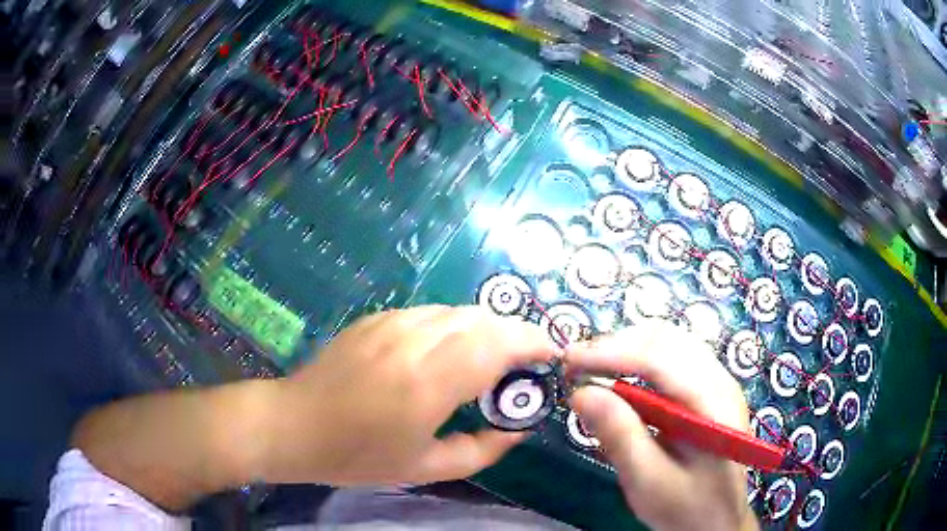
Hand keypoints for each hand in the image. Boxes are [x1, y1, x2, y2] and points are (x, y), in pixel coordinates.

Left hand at [260, 305, 558, 486]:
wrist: (294, 425)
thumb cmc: (357, 456)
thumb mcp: (426, 468)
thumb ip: (482, 450)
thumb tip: (518, 430)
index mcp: (427, 383)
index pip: (497, 343)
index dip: (533, 342)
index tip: (552, 354)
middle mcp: (413, 342)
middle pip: (483, 319)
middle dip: (515, 334)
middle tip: (524, 363)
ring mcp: (391, 323)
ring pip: (457, 311)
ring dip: (485, 329)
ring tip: (489, 358)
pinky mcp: (375, 318)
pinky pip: (430, 313)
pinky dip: (453, 326)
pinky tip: (446, 351)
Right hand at [566, 320, 756, 530]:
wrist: (717, 521)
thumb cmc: (685, 507)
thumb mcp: (647, 481)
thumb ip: (619, 435)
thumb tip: (580, 392)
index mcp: (712, 403)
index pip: (659, 358)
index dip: (610, 352)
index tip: (568, 361)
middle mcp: (720, 380)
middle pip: (665, 339)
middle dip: (616, 345)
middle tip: (577, 367)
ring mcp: (718, 381)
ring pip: (669, 342)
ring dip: (627, 348)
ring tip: (593, 370)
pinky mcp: (709, 389)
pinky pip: (673, 358)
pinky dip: (640, 360)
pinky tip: (621, 381)